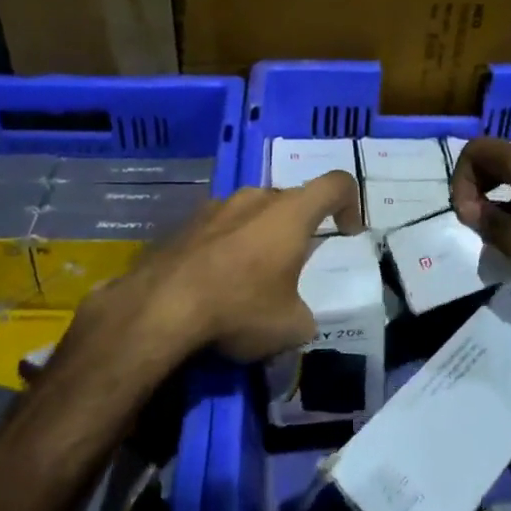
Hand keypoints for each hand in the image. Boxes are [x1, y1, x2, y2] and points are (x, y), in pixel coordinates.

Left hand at [85, 171, 363, 363]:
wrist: (160, 308)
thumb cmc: (239, 308)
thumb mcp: (291, 327)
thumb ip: (305, 315)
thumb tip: (297, 318)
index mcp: (290, 213)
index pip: (336, 184)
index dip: (350, 203)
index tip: (346, 232)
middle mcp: (254, 198)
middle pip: (289, 201)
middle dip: (297, 229)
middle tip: (292, 266)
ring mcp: (214, 207)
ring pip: (250, 213)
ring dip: (258, 238)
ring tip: (249, 279)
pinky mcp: (183, 224)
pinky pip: (218, 229)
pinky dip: (225, 249)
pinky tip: (214, 285)